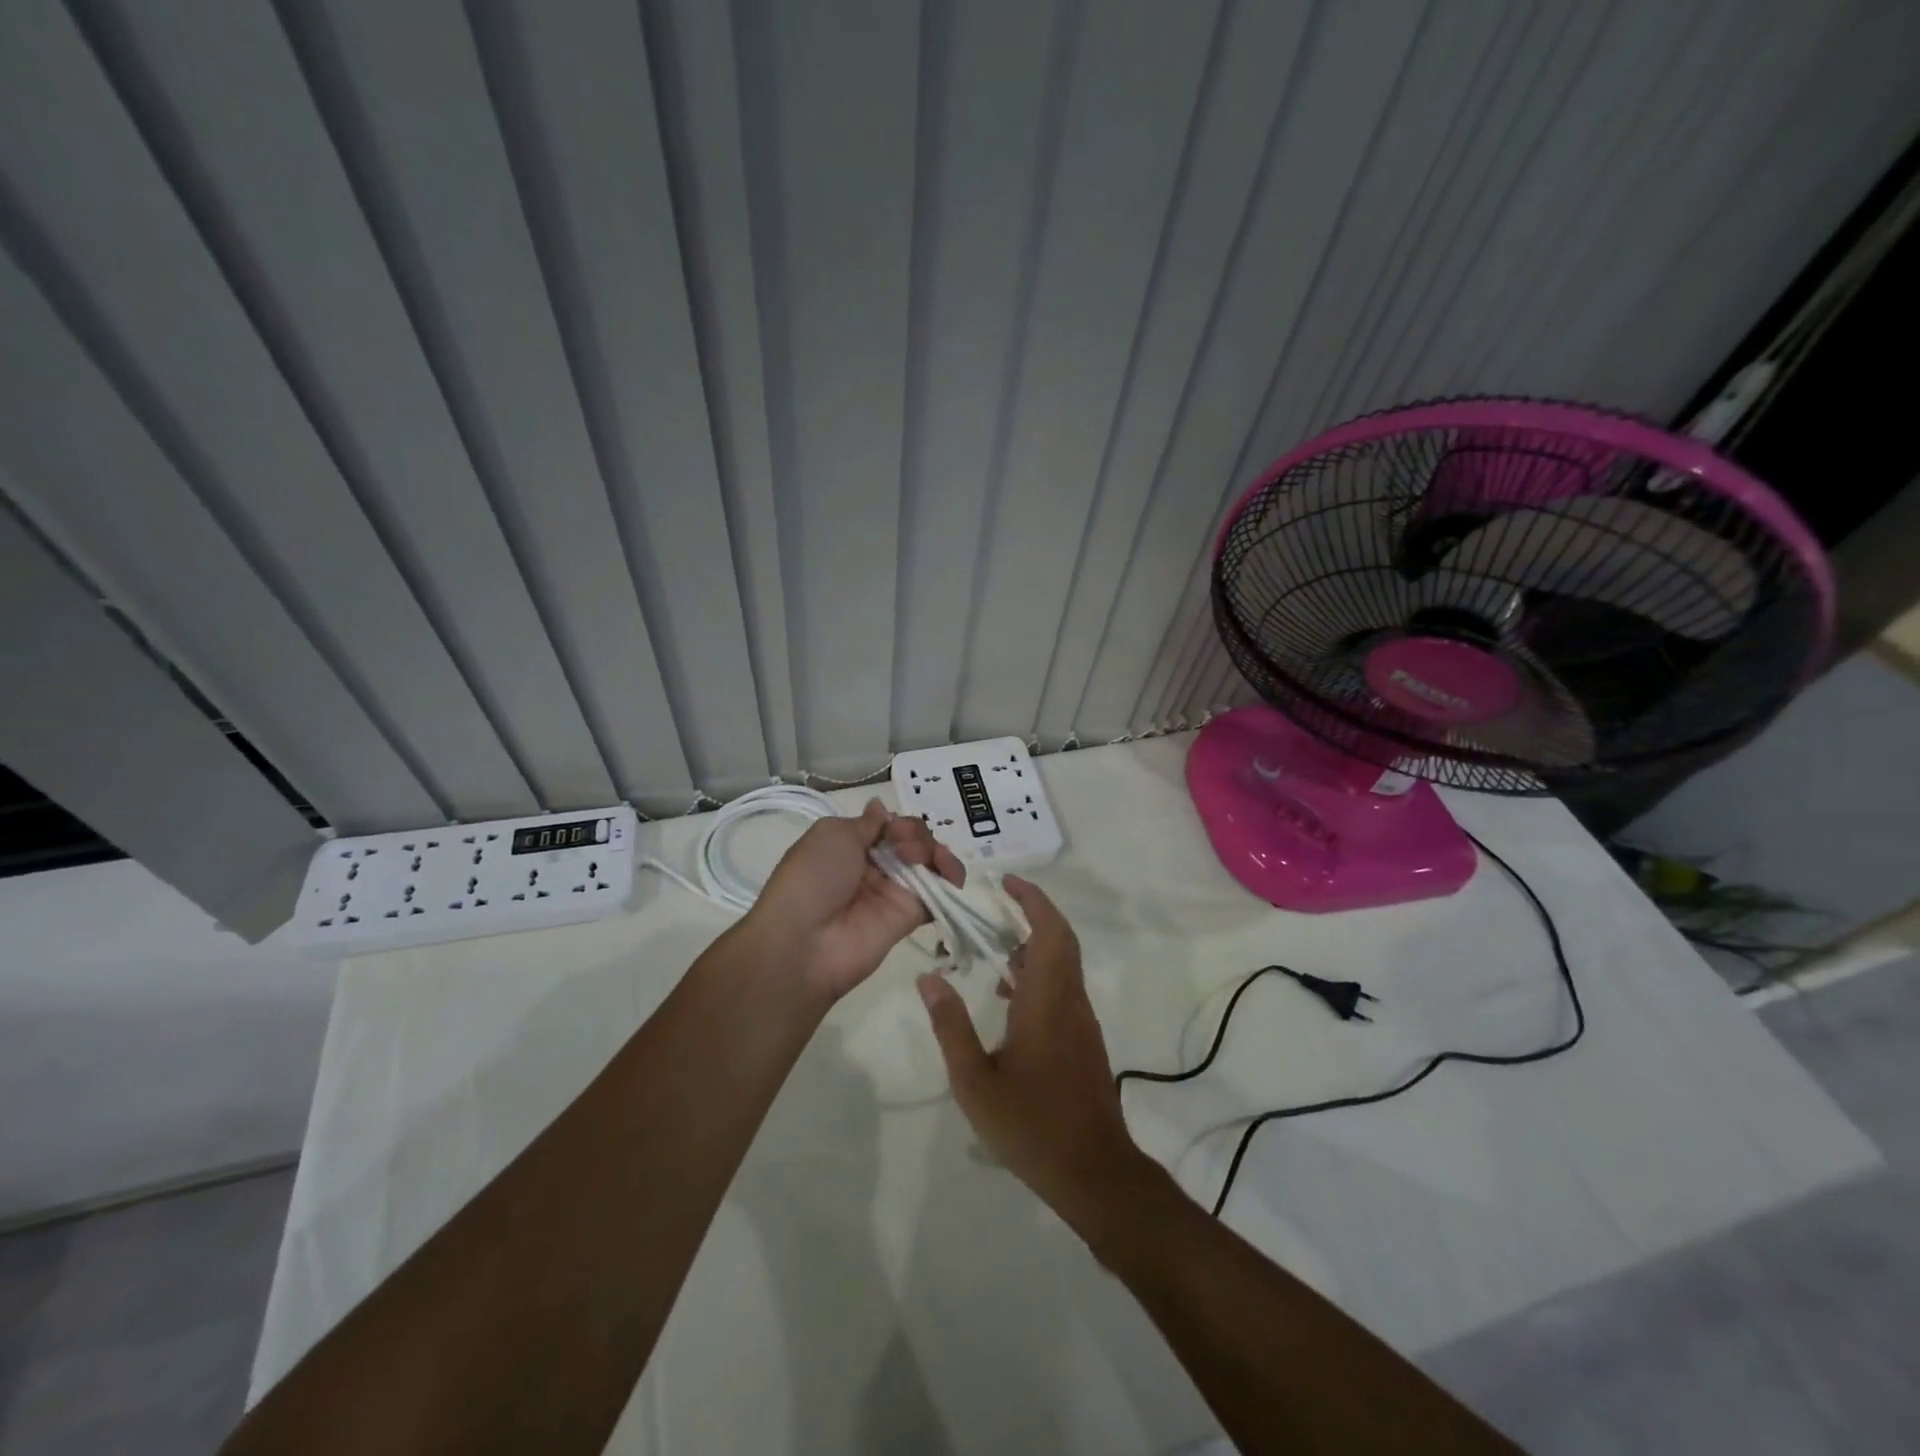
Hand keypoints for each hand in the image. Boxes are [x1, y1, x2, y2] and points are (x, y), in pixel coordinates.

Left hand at [743, 799, 964, 1001]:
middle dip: (916, 834)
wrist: (805, 941)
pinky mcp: (912, 916)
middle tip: (903, 845)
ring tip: (924, 857)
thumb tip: (880, 807)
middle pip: (912, 840)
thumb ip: (867, 823)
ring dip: (934, 850)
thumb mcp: (833, 834)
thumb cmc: (813, 878)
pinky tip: (949, 870)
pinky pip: (940, 893)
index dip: (898, 821)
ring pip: (928, 862)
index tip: (893, 827)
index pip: (889, 825)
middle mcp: (874, 867)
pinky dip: (952, 877)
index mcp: (851, 846)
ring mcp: (894, 891)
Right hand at [917, 877, 1157, 1228]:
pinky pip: (1063, 989)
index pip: (1049, 931)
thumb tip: (928, 978)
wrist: (1094, 1173)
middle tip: (998, 902)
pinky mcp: (1084, 1041)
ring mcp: (1082, 1022)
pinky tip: (1009, 999)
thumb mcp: (975, 1081)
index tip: (1007, 882)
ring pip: (1063, 965)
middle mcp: (1070, 1002)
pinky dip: (1039, 975)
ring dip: (1035, 945)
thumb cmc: (1031, 1125)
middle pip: (1061, 940)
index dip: (1032, 899)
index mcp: (1047, 1002)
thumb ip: (951, 1027)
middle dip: (1033, 913)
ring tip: (994, 949)